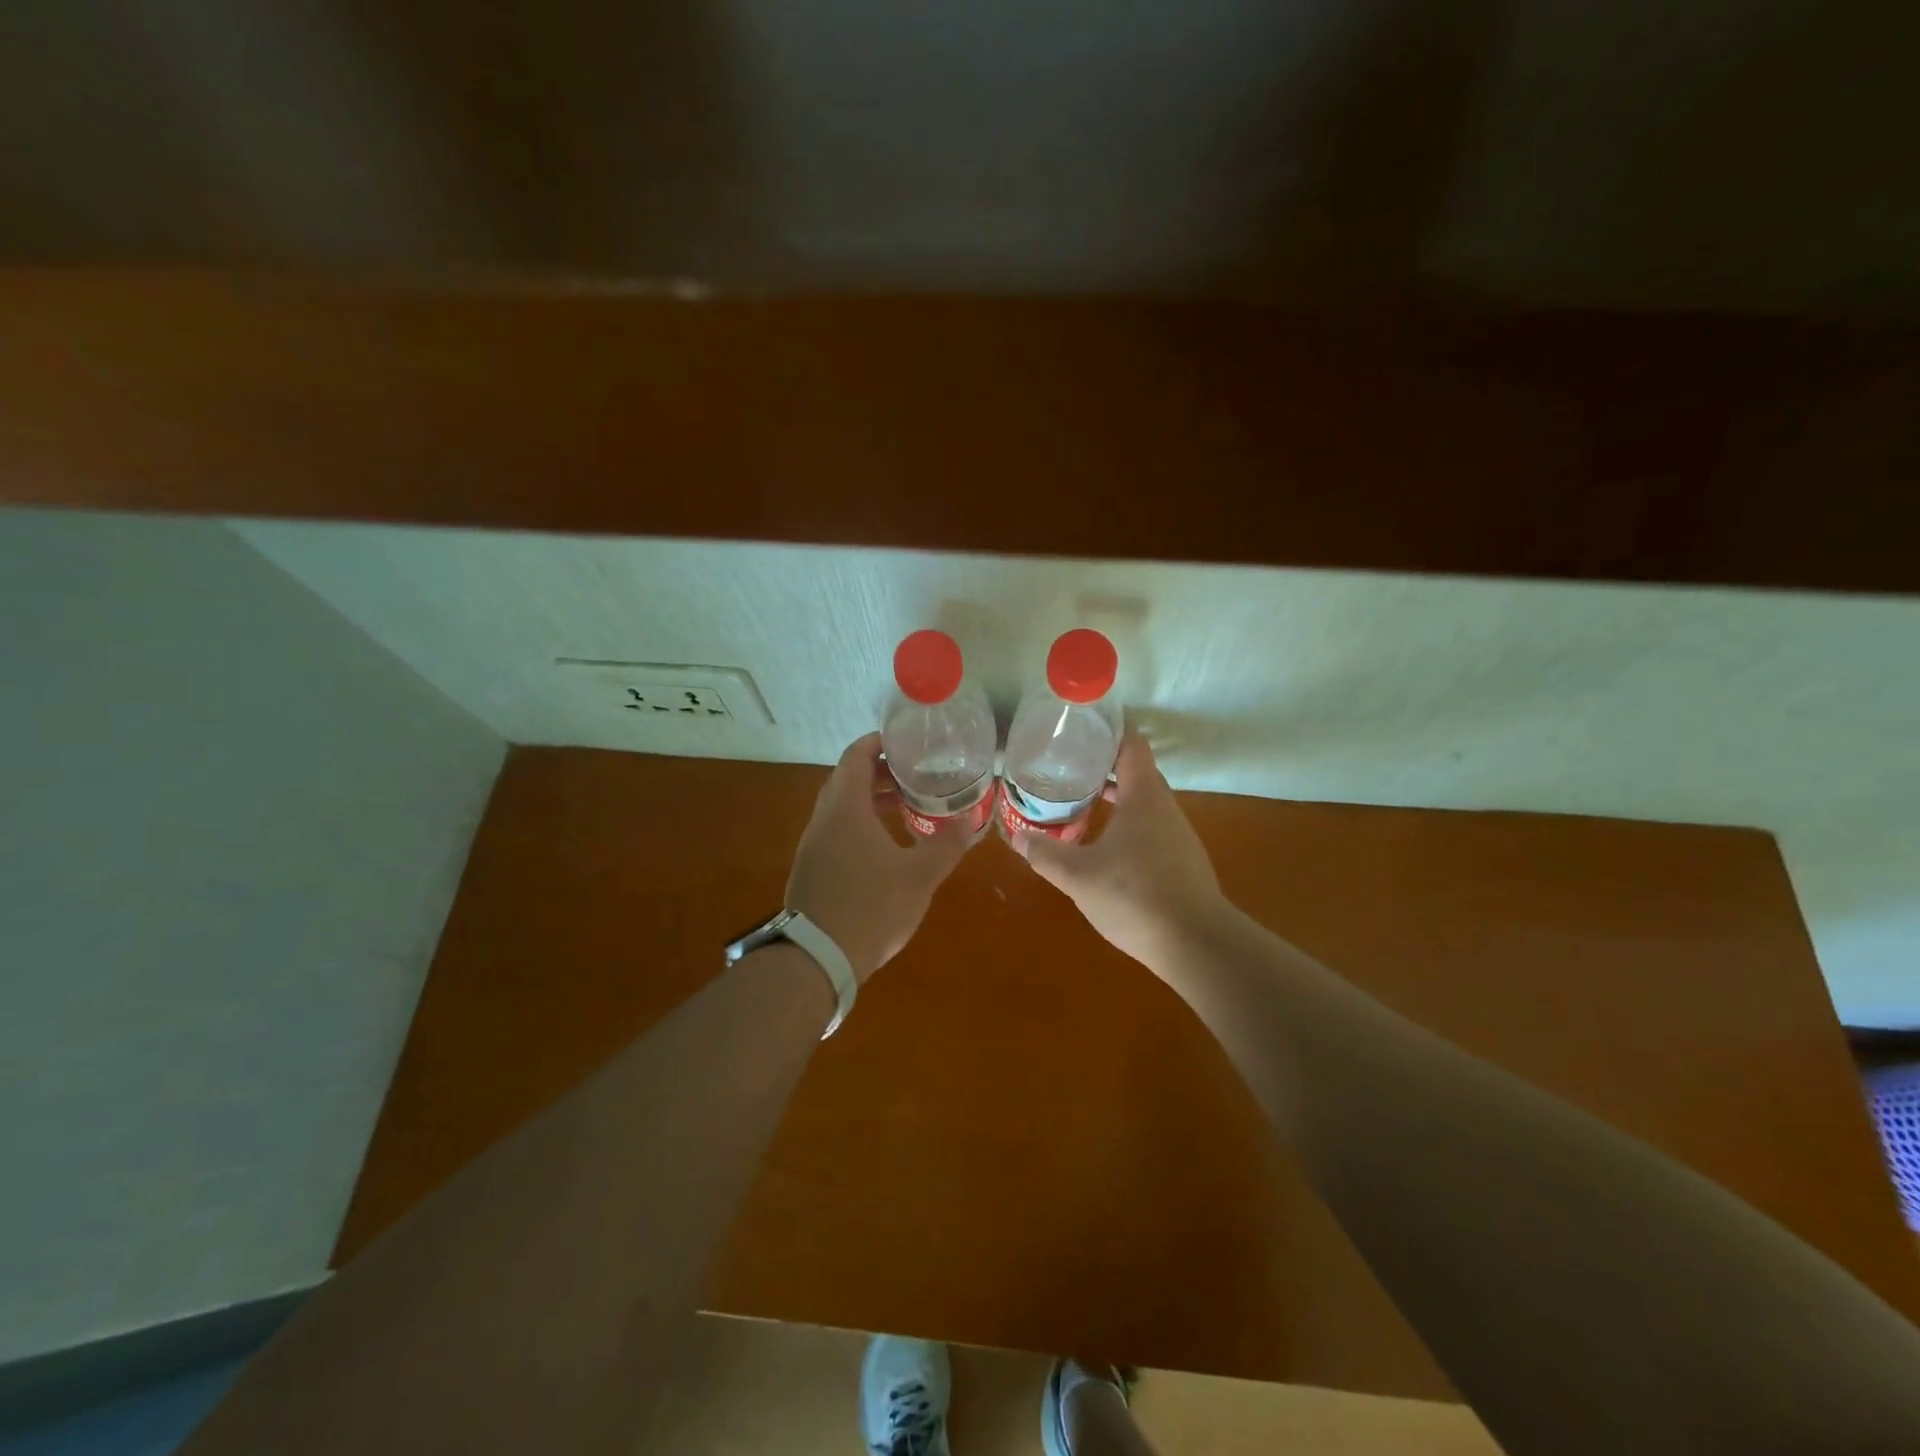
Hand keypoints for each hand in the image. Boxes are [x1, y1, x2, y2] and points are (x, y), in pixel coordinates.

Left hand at [786, 733, 981, 981]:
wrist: (817, 959)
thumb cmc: (871, 908)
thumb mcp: (919, 877)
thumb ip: (946, 845)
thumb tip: (970, 822)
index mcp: (845, 808)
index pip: (856, 756)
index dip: (878, 743)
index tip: (904, 742)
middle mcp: (823, 819)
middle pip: (847, 779)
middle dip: (879, 772)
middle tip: (914, 775)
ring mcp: (812, 845)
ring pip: (840, 806)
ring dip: (868, 799)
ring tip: (903, 806)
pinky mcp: (811, 868)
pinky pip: (835, 829)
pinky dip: (858, 822)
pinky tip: (883, 845)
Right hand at [1014, 731, 1230, 971]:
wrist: (1196, 944)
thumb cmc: (1135, 896)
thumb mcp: (1078, 876)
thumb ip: (1046, 854)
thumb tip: (1018, 836)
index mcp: (1144, 797)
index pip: (1131, 745)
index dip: (1109, 731)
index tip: (1081, 730)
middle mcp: (1165, 808)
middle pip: (1137, 773)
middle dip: (1104, 767)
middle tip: (1068, 768)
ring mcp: (1178, 837)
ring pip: (1144, 804)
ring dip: (1116, 799)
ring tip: (1081, 804)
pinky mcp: (1183, 863)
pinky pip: (1152, 830)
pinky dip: (1128, 826)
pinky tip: (1106, 849)